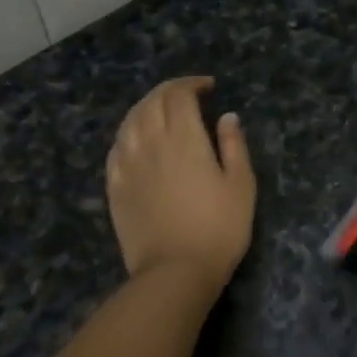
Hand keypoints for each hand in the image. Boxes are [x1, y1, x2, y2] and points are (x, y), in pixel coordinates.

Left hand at [106, 77, 255, 287]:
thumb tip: (227, 116)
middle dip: (169, 91)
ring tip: (161, 111)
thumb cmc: (219, 228)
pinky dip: (129, 133)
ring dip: (146, 107)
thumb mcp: (241, 185)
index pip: (179, 95)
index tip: (208, 87)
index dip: (192, 84)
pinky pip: (116, 147)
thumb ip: (234, 145)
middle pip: (152, 102)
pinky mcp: (115, 186)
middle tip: (187, 95)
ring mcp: (127, 164)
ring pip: (130, 121)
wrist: (175, 271)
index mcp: (184, 138)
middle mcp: (151, 142)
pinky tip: (137, 140)